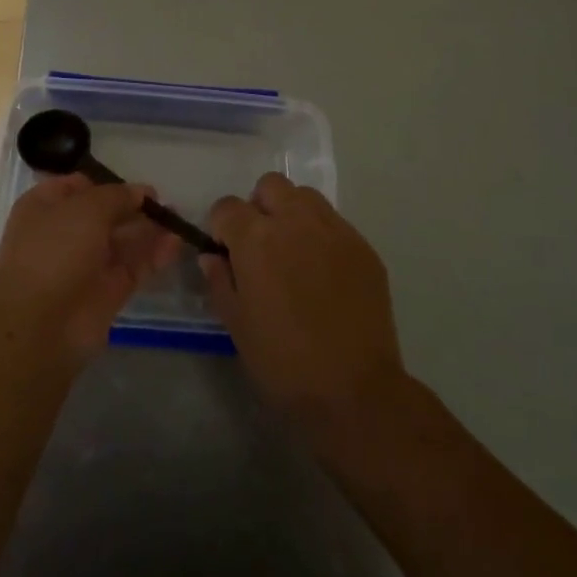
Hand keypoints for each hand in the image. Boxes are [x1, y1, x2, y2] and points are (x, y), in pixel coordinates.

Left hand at [0, 175, 179, 363]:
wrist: (40, 326)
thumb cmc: (55, 251)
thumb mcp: (86, 209)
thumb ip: (117, 196)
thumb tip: (140, 193)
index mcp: (45, 207)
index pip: (77, 186)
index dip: (106, 183)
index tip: (135, 185)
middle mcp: (63, 233)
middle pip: (104, 214)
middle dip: (133, 207)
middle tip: (165, 203)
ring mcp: (85, 264)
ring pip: (121, 241)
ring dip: (148, 230)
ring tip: (178, 220)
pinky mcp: (106, 292)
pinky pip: (133, 266)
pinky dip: (153, 255)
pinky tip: (176, 243)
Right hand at [202, 174, 408, 431]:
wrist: (354, 391)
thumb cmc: (283, 362)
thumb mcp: (236, 324)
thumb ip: (220, 280)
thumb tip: (213, 256)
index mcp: (256, 238)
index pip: (227, 206)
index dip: (222, 227)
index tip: (227, 252)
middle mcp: (295, 221)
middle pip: (270, 186)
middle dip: (259, 207)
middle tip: (261, 245)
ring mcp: (334, 231)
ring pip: (305, 197)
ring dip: (292, 213)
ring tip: (294, 252)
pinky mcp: (363, 247)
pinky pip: (335, 224)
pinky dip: (322, 236)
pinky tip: (324, 273)